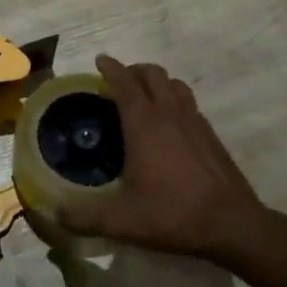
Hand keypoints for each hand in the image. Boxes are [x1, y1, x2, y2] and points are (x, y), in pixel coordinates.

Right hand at [58, 55, 265, 260]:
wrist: (233, 225)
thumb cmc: (173, 214)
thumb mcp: (121, 221)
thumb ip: (83, 217)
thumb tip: (54, 214)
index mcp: (144, 123)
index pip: (125, 82)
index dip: (111, 68)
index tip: (100, 61)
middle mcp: (170, 113)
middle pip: (153, 74)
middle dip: (134, 70)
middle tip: (118, 81)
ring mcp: (195, 122)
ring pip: (175, 84)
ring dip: (158, 82)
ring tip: (144, 96)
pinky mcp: (211, 135)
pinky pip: (189, 103)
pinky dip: (175, 100)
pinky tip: (170, 124)